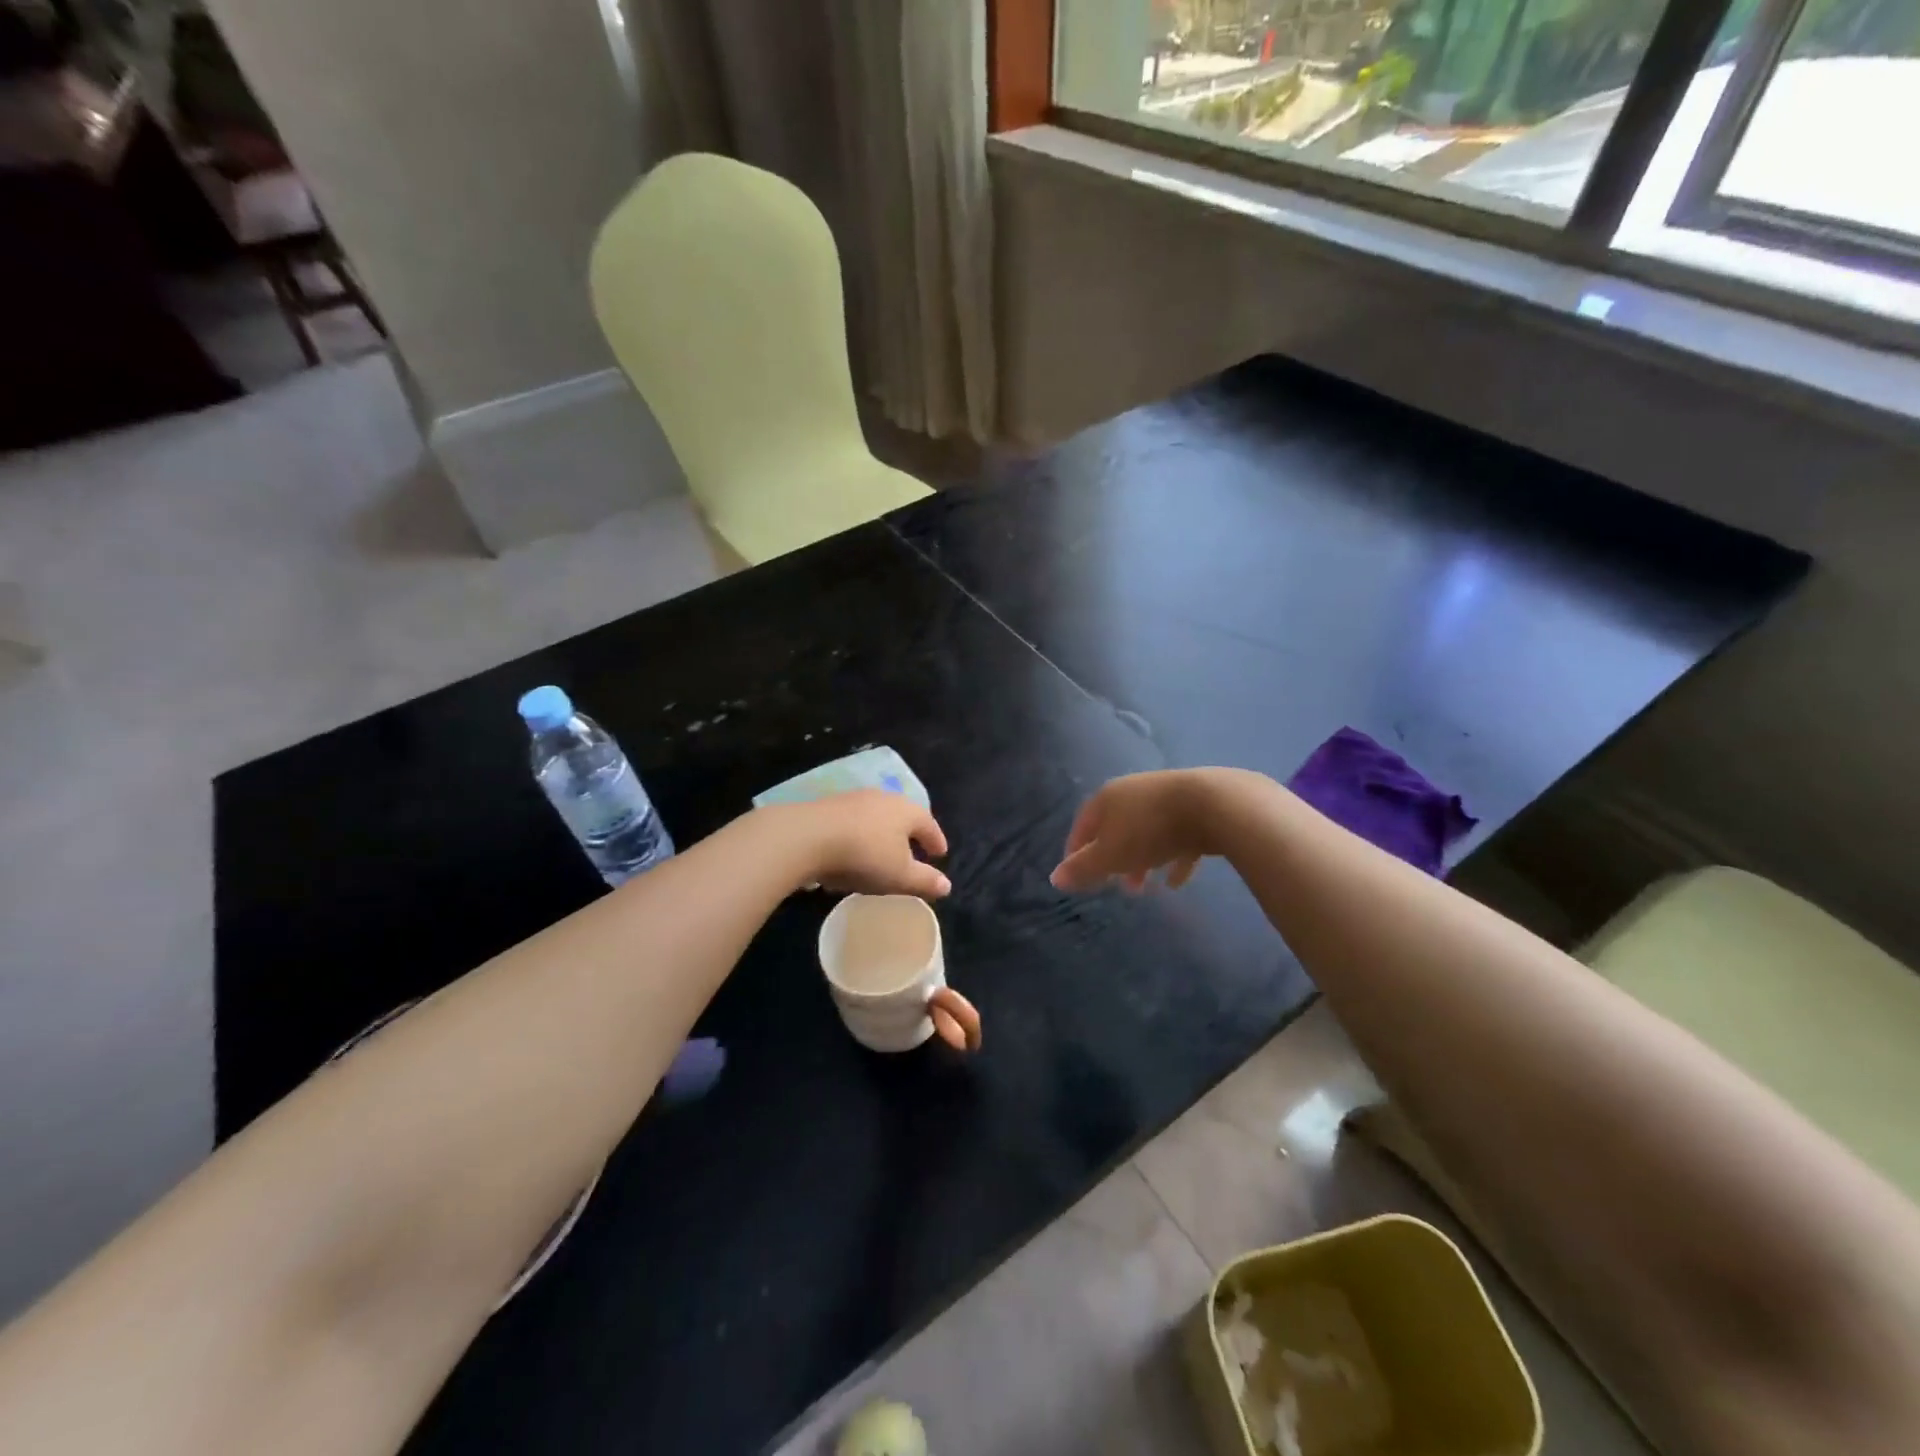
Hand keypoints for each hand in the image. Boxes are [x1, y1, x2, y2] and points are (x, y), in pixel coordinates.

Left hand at [780, 790, 950, 898]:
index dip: (937, 841)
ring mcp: (854, 799)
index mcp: (907, 811)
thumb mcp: (900, 875)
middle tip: (913, 852)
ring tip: (881, 855)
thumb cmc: (865, 855)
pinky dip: (858, 837)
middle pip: (903, 817)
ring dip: (881, 836)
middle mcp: (884, 798)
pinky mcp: (828, 806)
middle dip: (909, 835)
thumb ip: (925, 880)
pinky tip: (850, 854)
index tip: (940, 854)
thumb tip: (947, 885)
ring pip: (876, 818)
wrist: (807, 836)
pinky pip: (853, 823)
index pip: (929, 825)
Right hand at [1050, 769, 1246, 892]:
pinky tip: (1176, 881)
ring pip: (1148, 833)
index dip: (1077, 850)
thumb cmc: (1150, 830)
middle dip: (1115, 859)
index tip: (1077, 874)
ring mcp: (1168, 797)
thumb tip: (1054, 878)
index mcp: (1108, 798)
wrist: (1214, 805)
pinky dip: (1174, 858)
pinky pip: (1179, 837)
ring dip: (1144, 861)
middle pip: (1117, 828)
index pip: (1083, 825)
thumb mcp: (1110, 855)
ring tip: (1146, 888)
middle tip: (1116, 886)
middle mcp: (1134, 792)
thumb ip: (1083, 868)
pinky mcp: (1198, 807)